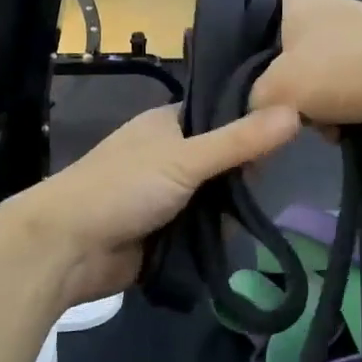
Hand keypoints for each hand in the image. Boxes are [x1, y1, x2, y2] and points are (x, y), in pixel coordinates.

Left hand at [11, 104, 300, 306]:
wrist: (66, 249)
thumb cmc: (120, 188)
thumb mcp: (184, 159)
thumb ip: (239, 141)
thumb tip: (296, 111)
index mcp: (168, 125)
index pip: (222, 116)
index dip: (252, 126)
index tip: (287, 139)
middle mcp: (169, 156)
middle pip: (224, 162)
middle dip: (242, 180)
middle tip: (261, 189)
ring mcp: (166, 197)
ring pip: (216, 200)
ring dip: (229, 214)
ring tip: (249, 221)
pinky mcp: (165, 233)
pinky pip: (203, 232)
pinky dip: (215, 239)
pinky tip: (232, 245)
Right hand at [249, 0, 361, 145]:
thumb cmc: (345, 67)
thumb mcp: (279, 87)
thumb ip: (254, 99)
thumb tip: (254, 113)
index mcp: (307, 2)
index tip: (244, 23)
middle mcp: (334, 17)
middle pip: (295, 38)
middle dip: (281, 69)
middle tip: (264, 94)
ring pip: (319, 74)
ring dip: (309, 101)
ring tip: (305, 123)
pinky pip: (345, 96)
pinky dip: (339, 115)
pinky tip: (338, 133)